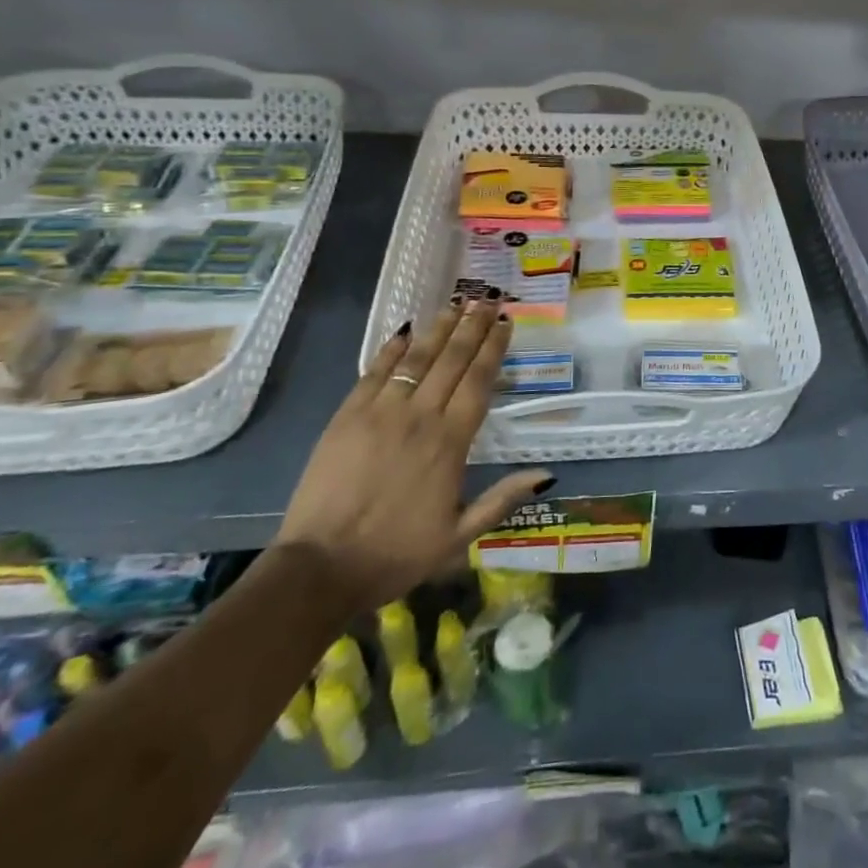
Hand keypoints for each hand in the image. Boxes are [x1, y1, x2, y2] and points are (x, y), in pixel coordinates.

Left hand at [276, 299, 551, 610]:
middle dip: (472, 327)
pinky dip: (391, 349)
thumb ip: (502, 500)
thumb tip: (546, 474)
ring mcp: (380, 412)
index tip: (505, 323)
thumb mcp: (458, 536)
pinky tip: (405, 331)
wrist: (321, 568)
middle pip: (452, 360)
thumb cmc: (395, 554)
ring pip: (416, 359)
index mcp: (450, 443)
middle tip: (486, 299)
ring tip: (456, 304)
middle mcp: (419, 417)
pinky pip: (374, 372)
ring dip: (438, 329)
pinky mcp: (347, 416)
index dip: (494, 349)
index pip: (478, 381)